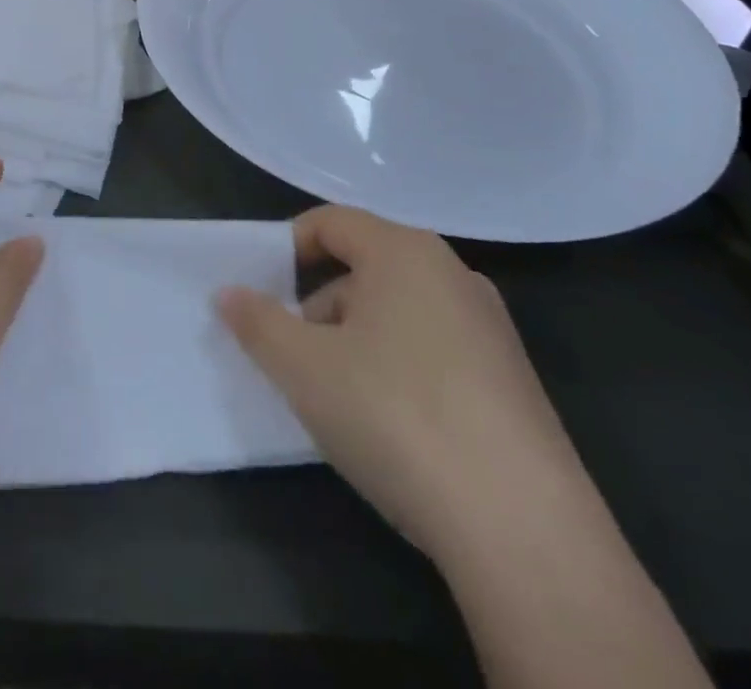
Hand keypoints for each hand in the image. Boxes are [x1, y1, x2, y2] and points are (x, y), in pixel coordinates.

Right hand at [217, 205, 588, 565]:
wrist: (522, 529)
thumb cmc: (394, 415)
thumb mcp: (302, 367)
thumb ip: (256, 321)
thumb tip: (228, 294)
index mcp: (404, 251)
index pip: (331, 222)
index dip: (287, 248)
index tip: (262, 292)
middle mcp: (453, 274)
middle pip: (364, 267)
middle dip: (320, 305)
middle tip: (295, 356)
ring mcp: (491, 328)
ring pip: (399, 311)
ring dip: (357, 340)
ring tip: (340, 399)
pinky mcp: (515, 381)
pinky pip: (435, 349)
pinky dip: (400, 368)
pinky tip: (392, 425)